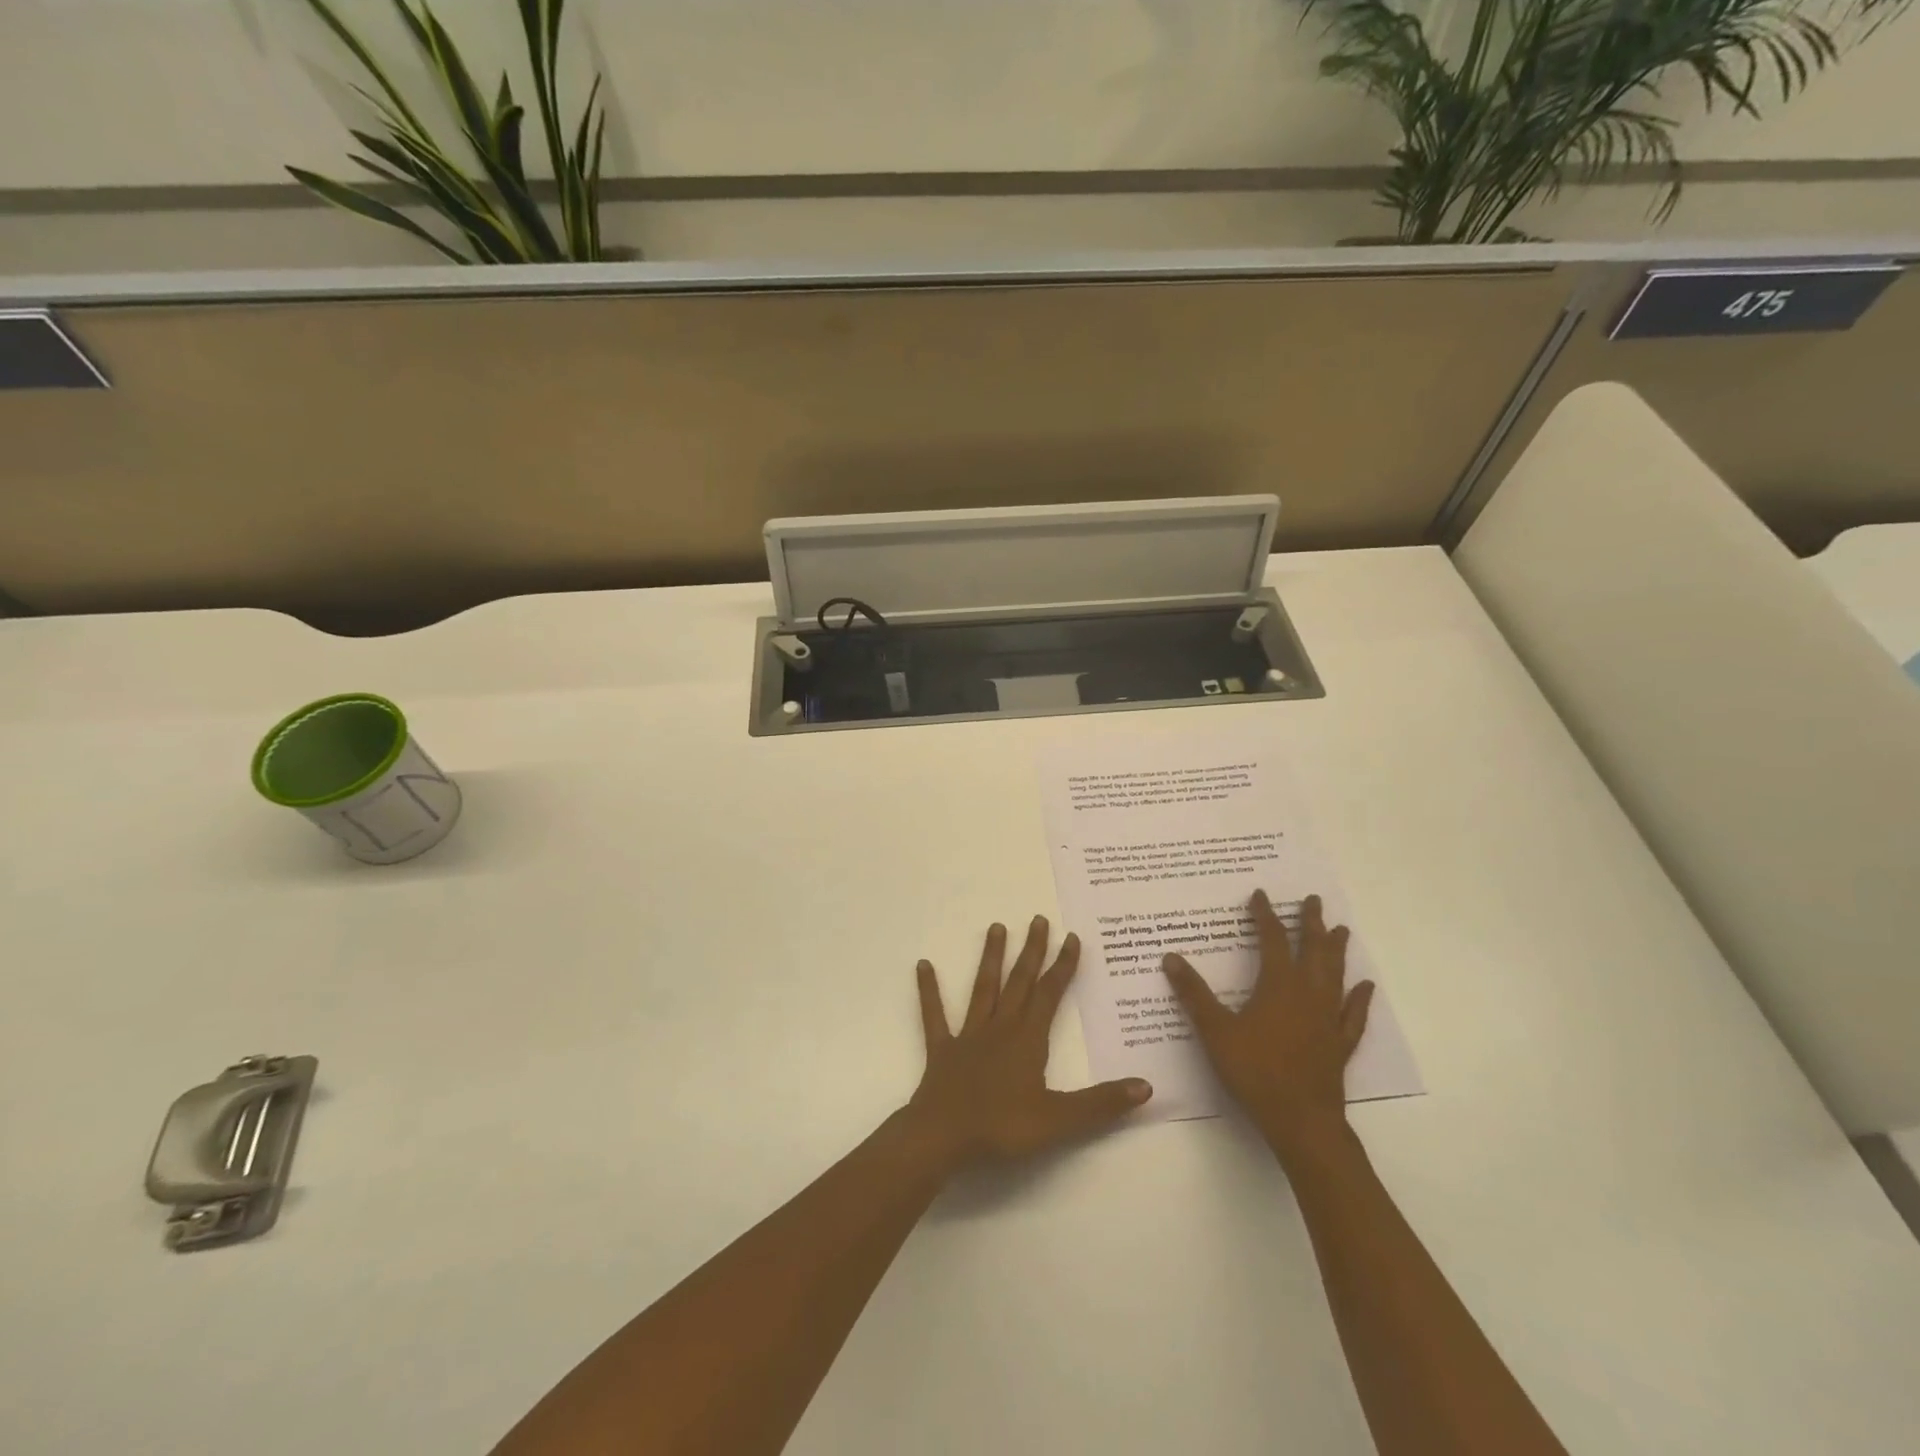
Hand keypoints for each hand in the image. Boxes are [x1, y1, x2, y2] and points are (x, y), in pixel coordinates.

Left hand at [905, 915, 1152, 1170]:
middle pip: (1019, 982)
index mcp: (1028, 1039)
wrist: (943, 1136)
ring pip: (983, 988)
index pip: (1050, 994)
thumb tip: (1146, 1086)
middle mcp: (1000, 1027)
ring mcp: (968, 1035)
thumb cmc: (1002, 1127)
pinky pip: (935, 1014)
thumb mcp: (1059, 1120)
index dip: (1063, 966)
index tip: (1071, 937)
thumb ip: (1101, 1103)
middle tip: (1038, 919)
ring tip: (996, 927)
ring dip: (991, 958)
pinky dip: (929, 990)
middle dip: (1032, 951)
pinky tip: (923, 965)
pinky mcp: (942, 1048)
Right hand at [1163, 890, 1373, 1159]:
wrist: (1300, 1120)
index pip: (1272, 940)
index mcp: (1278, 986)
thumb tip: (1170, 958)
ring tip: (1341, 930)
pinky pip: (1353, 1014)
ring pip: (1336, 975)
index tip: (1261, 895)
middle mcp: (1308, 994)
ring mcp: (1328, 1019)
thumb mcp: (1215, 1030)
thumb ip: (1193, 993)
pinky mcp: (1340, 1044)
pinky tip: (1365, 987)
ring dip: (1337, 951)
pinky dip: (1360, 998)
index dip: (1265, 916)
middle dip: (1311, 923)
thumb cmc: (1254, 1071)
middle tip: (1314, 900)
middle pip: (1312, 950)